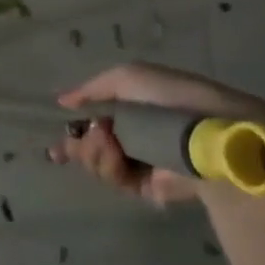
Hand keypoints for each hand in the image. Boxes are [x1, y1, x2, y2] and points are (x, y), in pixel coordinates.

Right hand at [47, 62, 264, 207]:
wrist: (208, 132)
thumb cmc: (171, 98)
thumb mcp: (128, 77)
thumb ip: (92, 88)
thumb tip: (63, 102)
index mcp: (132, 110)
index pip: (95, 124)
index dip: (74, 133)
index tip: (57, 144)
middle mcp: (134, 137)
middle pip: (90, 148)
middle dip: (79, 145)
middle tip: (79, 140)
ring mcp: (140, 164)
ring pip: (98, 164)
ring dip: (93, 152)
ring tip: (105, 141)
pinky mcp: (149, 188)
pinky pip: (116, 180)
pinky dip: (108, 166)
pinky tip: (114, 153)